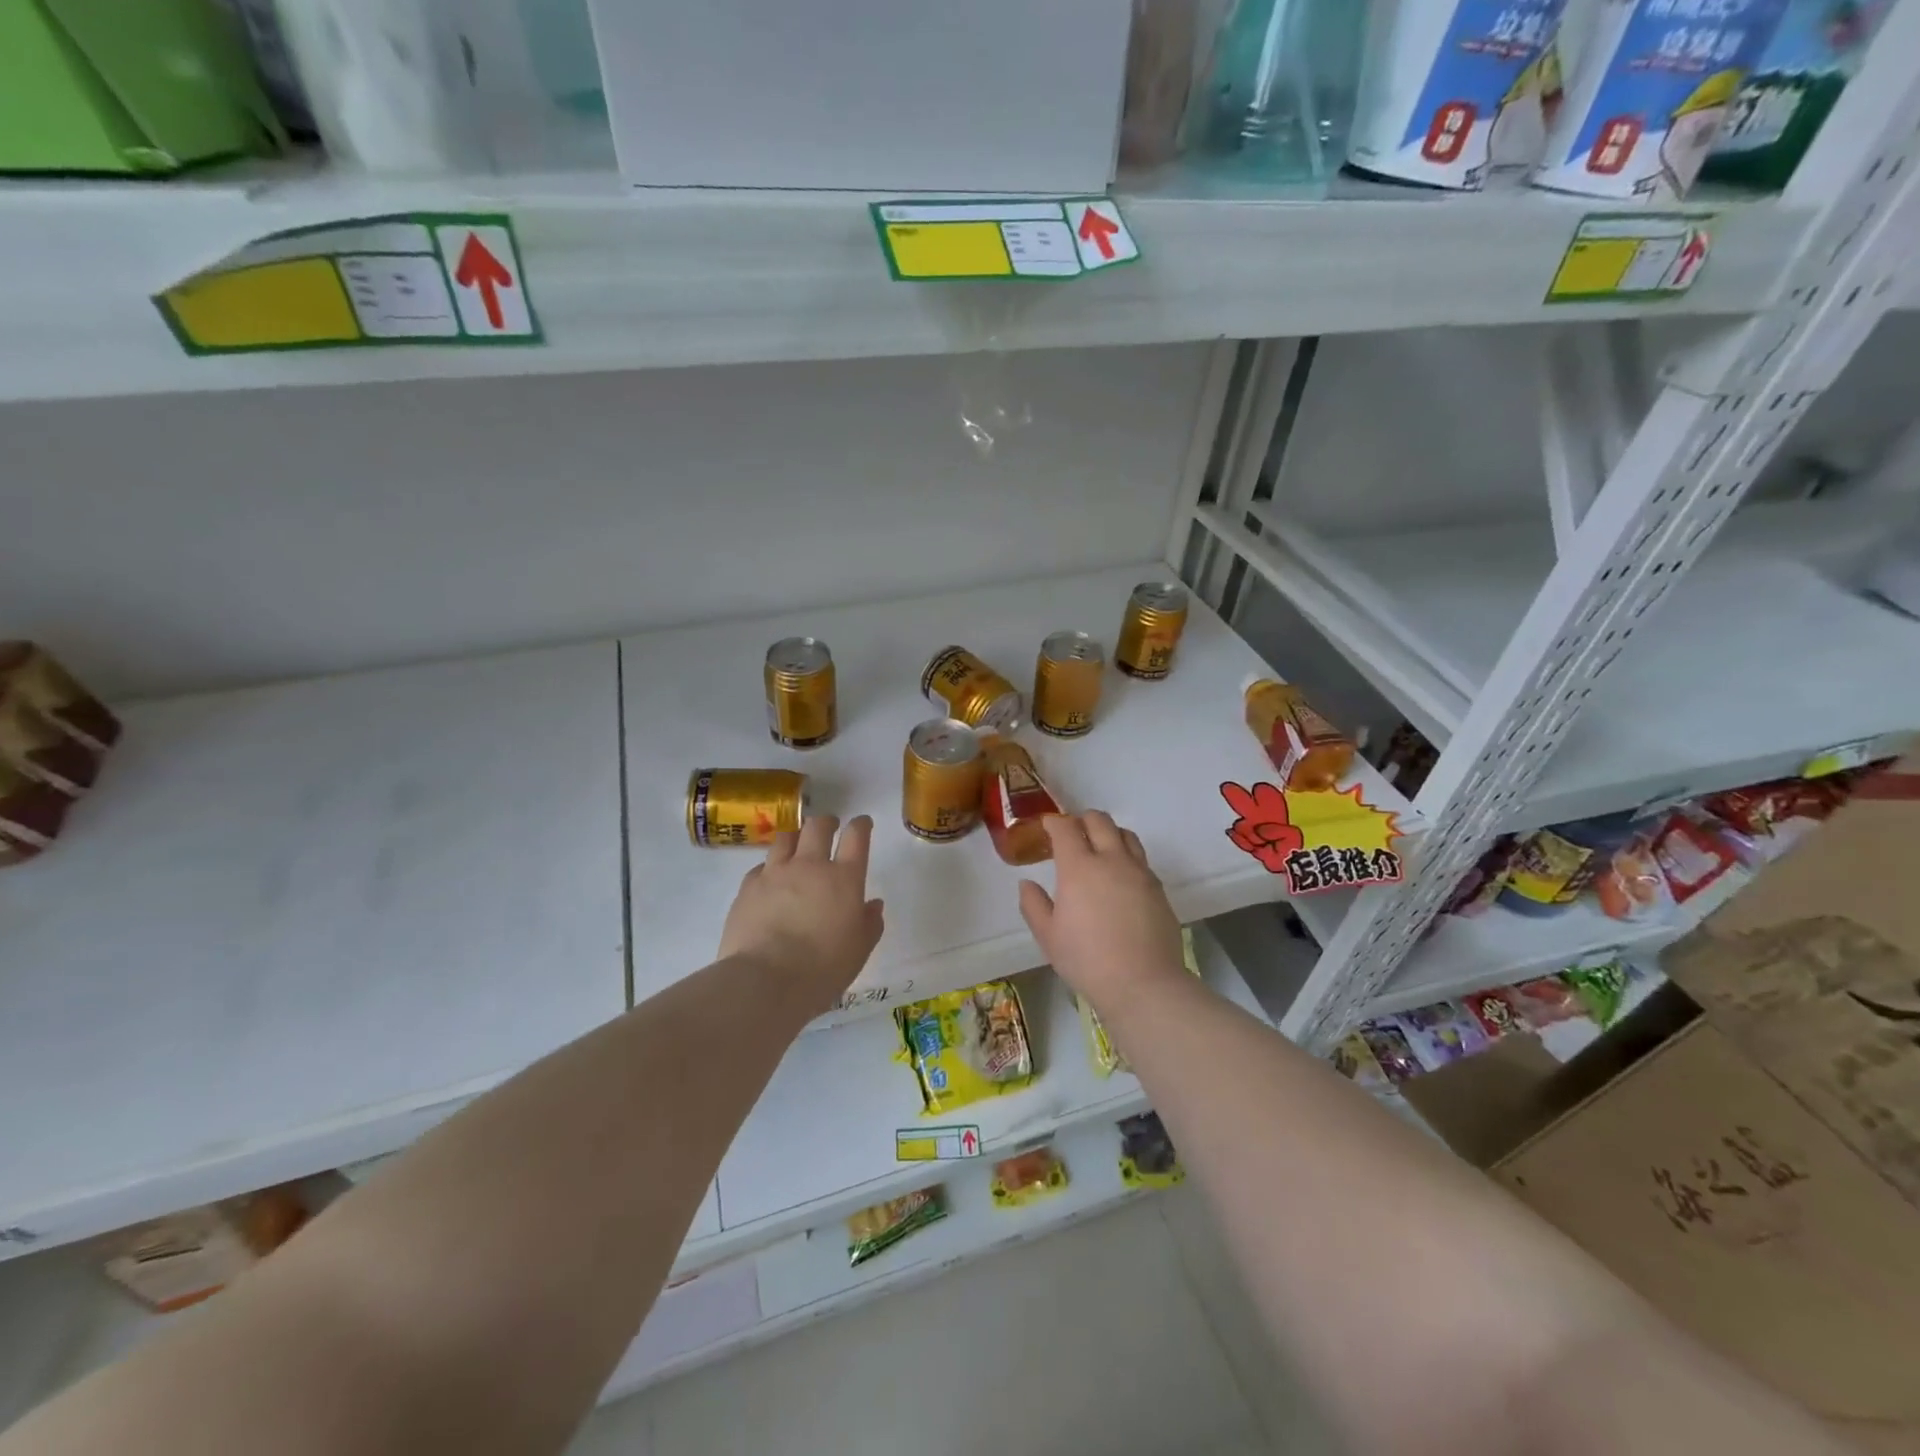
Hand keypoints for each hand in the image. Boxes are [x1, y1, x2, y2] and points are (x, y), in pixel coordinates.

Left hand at [718, 814, 884, 1016]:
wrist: (765, 981)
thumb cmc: (822, 969)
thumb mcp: (859, 951)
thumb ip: (869, 923)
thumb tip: (873, 904)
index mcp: (844, 878)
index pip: (856, 836)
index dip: (861, 825)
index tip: (862, 823)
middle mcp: (810, 866)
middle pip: (818, 826)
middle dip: (827, 822)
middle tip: (830, 828)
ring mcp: (775, 873)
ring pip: (786, 838)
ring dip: (796, 838)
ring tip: (797, 847)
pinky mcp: (747, 887)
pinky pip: (760, 867)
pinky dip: (769, 868)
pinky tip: (769, 881)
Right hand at [1018, 812, 1187, 1015]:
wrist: (1143, 983)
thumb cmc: (1087, 960)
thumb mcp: (1048, 937)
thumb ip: (1033, 905)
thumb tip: (1027, 883)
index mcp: (1079, 867)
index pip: (1066, 828)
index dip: (1054, 822)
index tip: (1047, 826)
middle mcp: (1111, 859)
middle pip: (1099, 821)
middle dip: (1082, 820)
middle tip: (1072, 834)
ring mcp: (1139, 872)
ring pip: (1126, 834)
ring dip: (1109, 833)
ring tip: (1100, 849)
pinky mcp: (1158, 888)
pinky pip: (1141, 859)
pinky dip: (1127, 856)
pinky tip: (1120, 878)